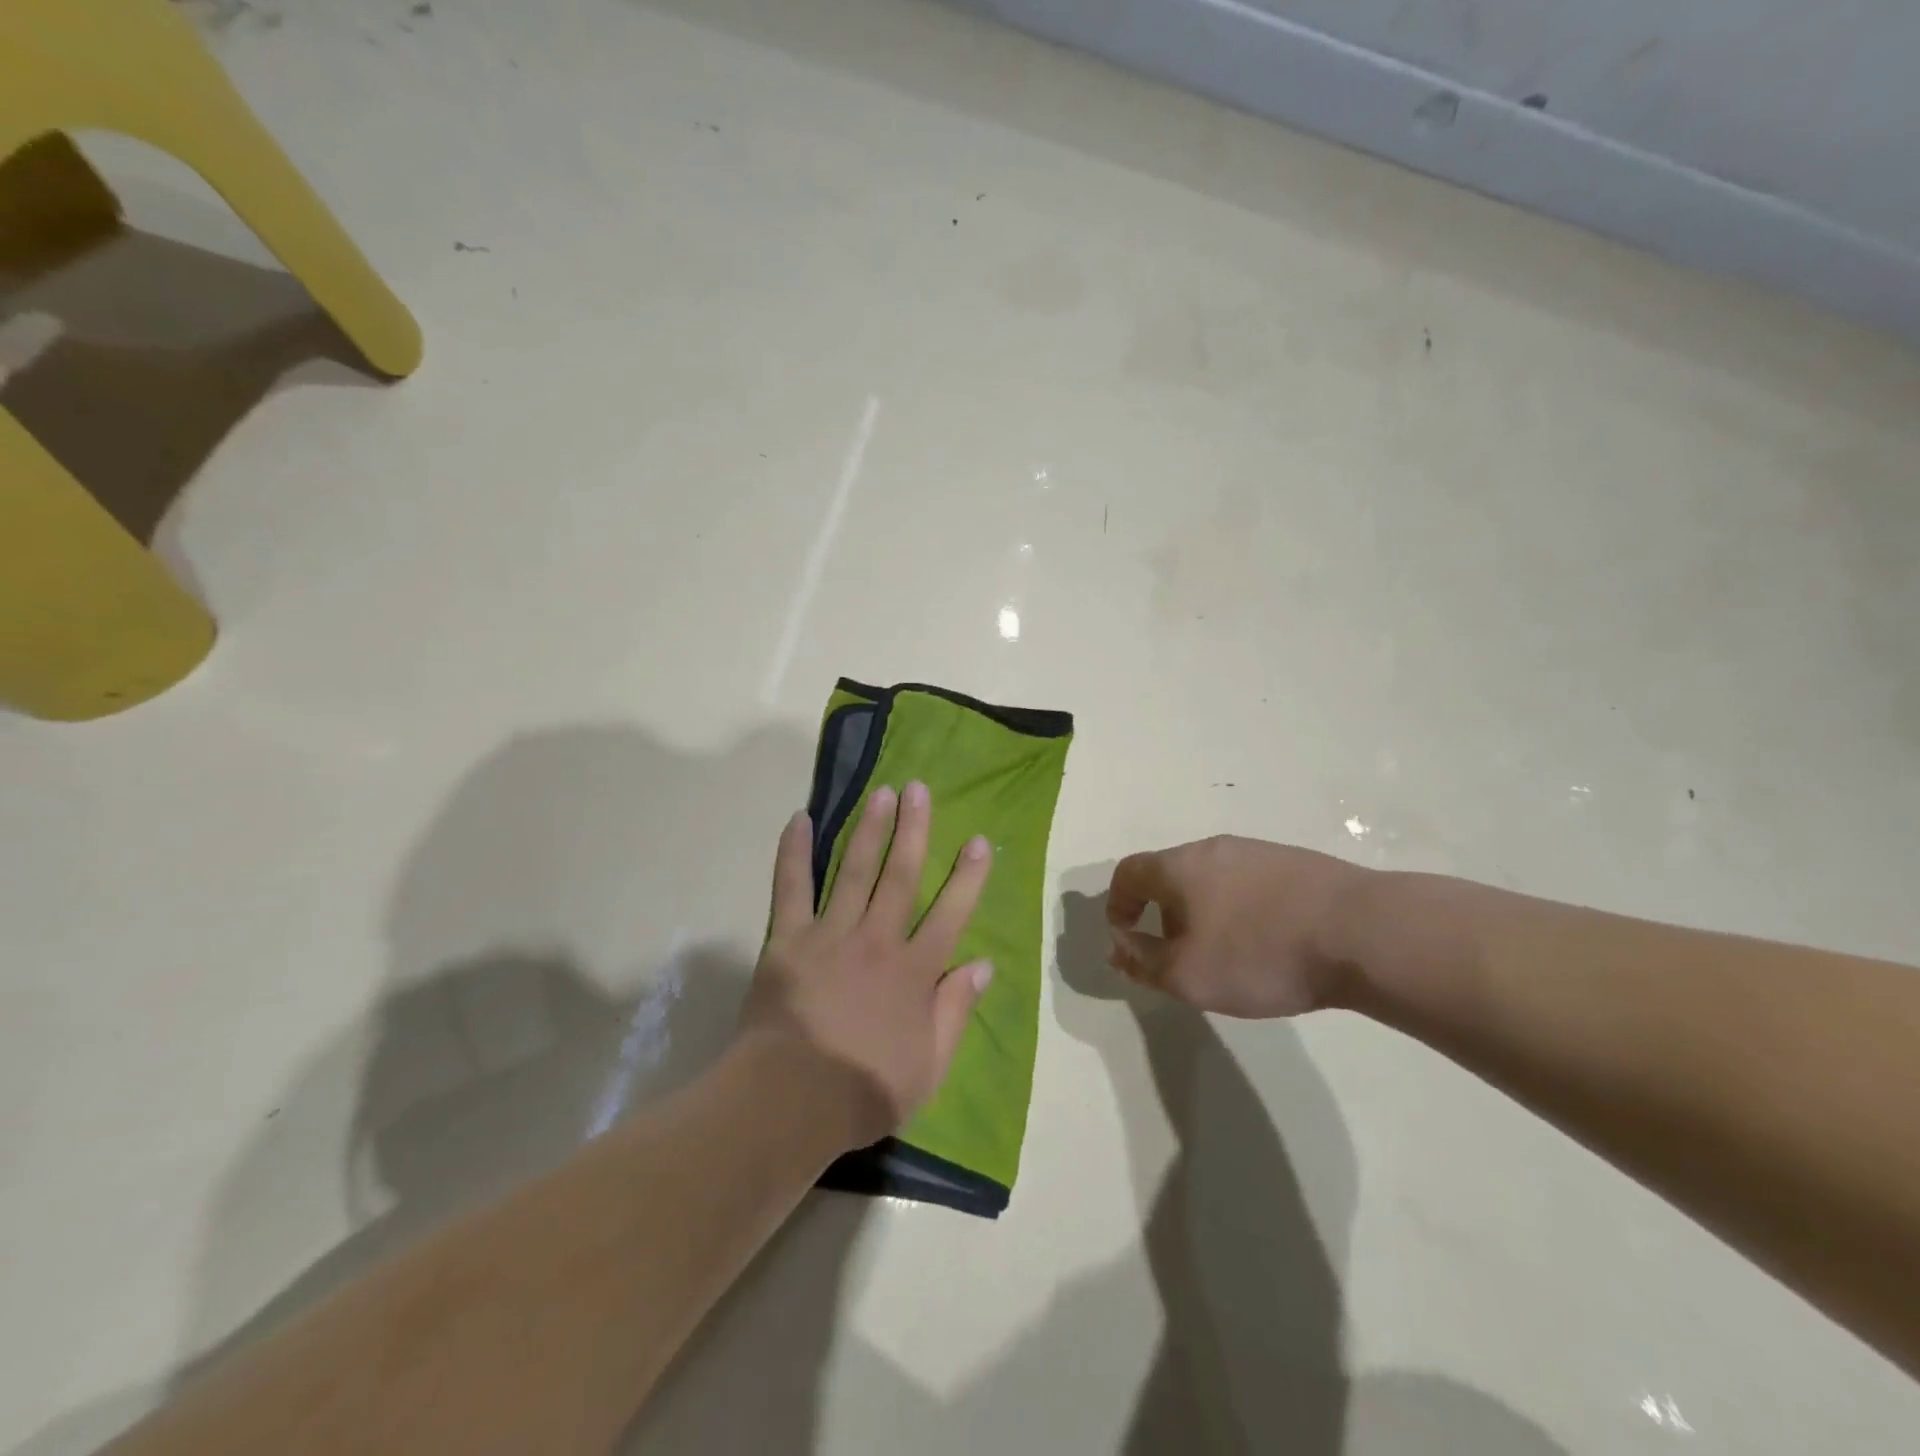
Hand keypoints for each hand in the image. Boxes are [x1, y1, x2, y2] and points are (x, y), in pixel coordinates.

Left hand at [740, 781, 993, 1148]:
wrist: (790, 1100)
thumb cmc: (863, 1090)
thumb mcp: (928, 1067)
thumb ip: (956, 1012)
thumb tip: (983, 964)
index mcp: (914, 972)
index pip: (950, 913)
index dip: (967, 876)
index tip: (978, 841)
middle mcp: (877, 940)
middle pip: (901, 876)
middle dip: (914, 830)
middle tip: (919, 790)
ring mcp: (831, 934)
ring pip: (855, 871)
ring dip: (870, 829)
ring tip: (881, 792)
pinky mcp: (788, 939)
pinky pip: (791, 888)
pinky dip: (795, 852)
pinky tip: (801, 820)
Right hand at [1105, 836, 1370, 1016]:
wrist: (1360, 931)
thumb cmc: (1258, 954)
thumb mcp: (1187, 975)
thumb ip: (1142, 962)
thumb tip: (1117, 948)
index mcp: (1179, 866)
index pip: (1127, 873)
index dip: (1117, 906)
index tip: (1127, 940)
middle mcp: (1213, 848)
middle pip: (1170, 874)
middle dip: (1162, 913)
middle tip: (1178, 954)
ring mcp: (1258, 851)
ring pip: (1212, 878)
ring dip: (1203, 911)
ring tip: (1226, 952)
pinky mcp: (1296, 863)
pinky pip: (1250, 883)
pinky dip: (1242, 909)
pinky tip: (1269, 941)